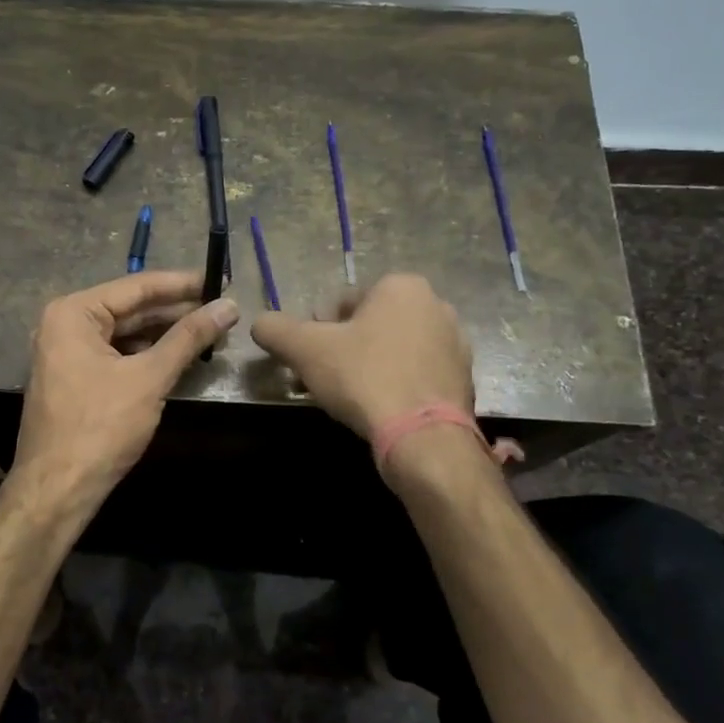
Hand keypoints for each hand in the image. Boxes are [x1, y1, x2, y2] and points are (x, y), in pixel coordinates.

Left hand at [11, 271, 239, 508]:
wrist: (58, 490)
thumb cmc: (100, 427)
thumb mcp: (149, 377)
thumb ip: (188, 338)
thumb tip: (229, 306)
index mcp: (73, 313)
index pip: (137, 287)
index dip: (182, 284)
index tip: (220, 279)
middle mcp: (65, 324)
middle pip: (131, 308)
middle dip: (176, 311)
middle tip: (222, 308)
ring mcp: (67, 353)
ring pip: (125, 333)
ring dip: (165, 334)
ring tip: (210, 330)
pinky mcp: (75, 378)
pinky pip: (117, 354)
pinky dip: (147, 354)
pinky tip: (179, 356)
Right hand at [250, 273, 473, 437]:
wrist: (423, 436)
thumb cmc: (363, 378)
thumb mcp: (305, 349)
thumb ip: (275, 329)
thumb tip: (259, 324)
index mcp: (401, 286)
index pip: (343, 302)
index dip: (318, 330)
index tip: (310, 359)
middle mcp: (435, 305)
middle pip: (371, 324)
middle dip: (346, 347)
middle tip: (327, 378)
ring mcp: (456, 342)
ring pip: (395, 348)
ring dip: (372, 365)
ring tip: (353, 397)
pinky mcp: (464, 377)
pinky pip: (417, 373)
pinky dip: (397, 384)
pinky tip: (382, 408)